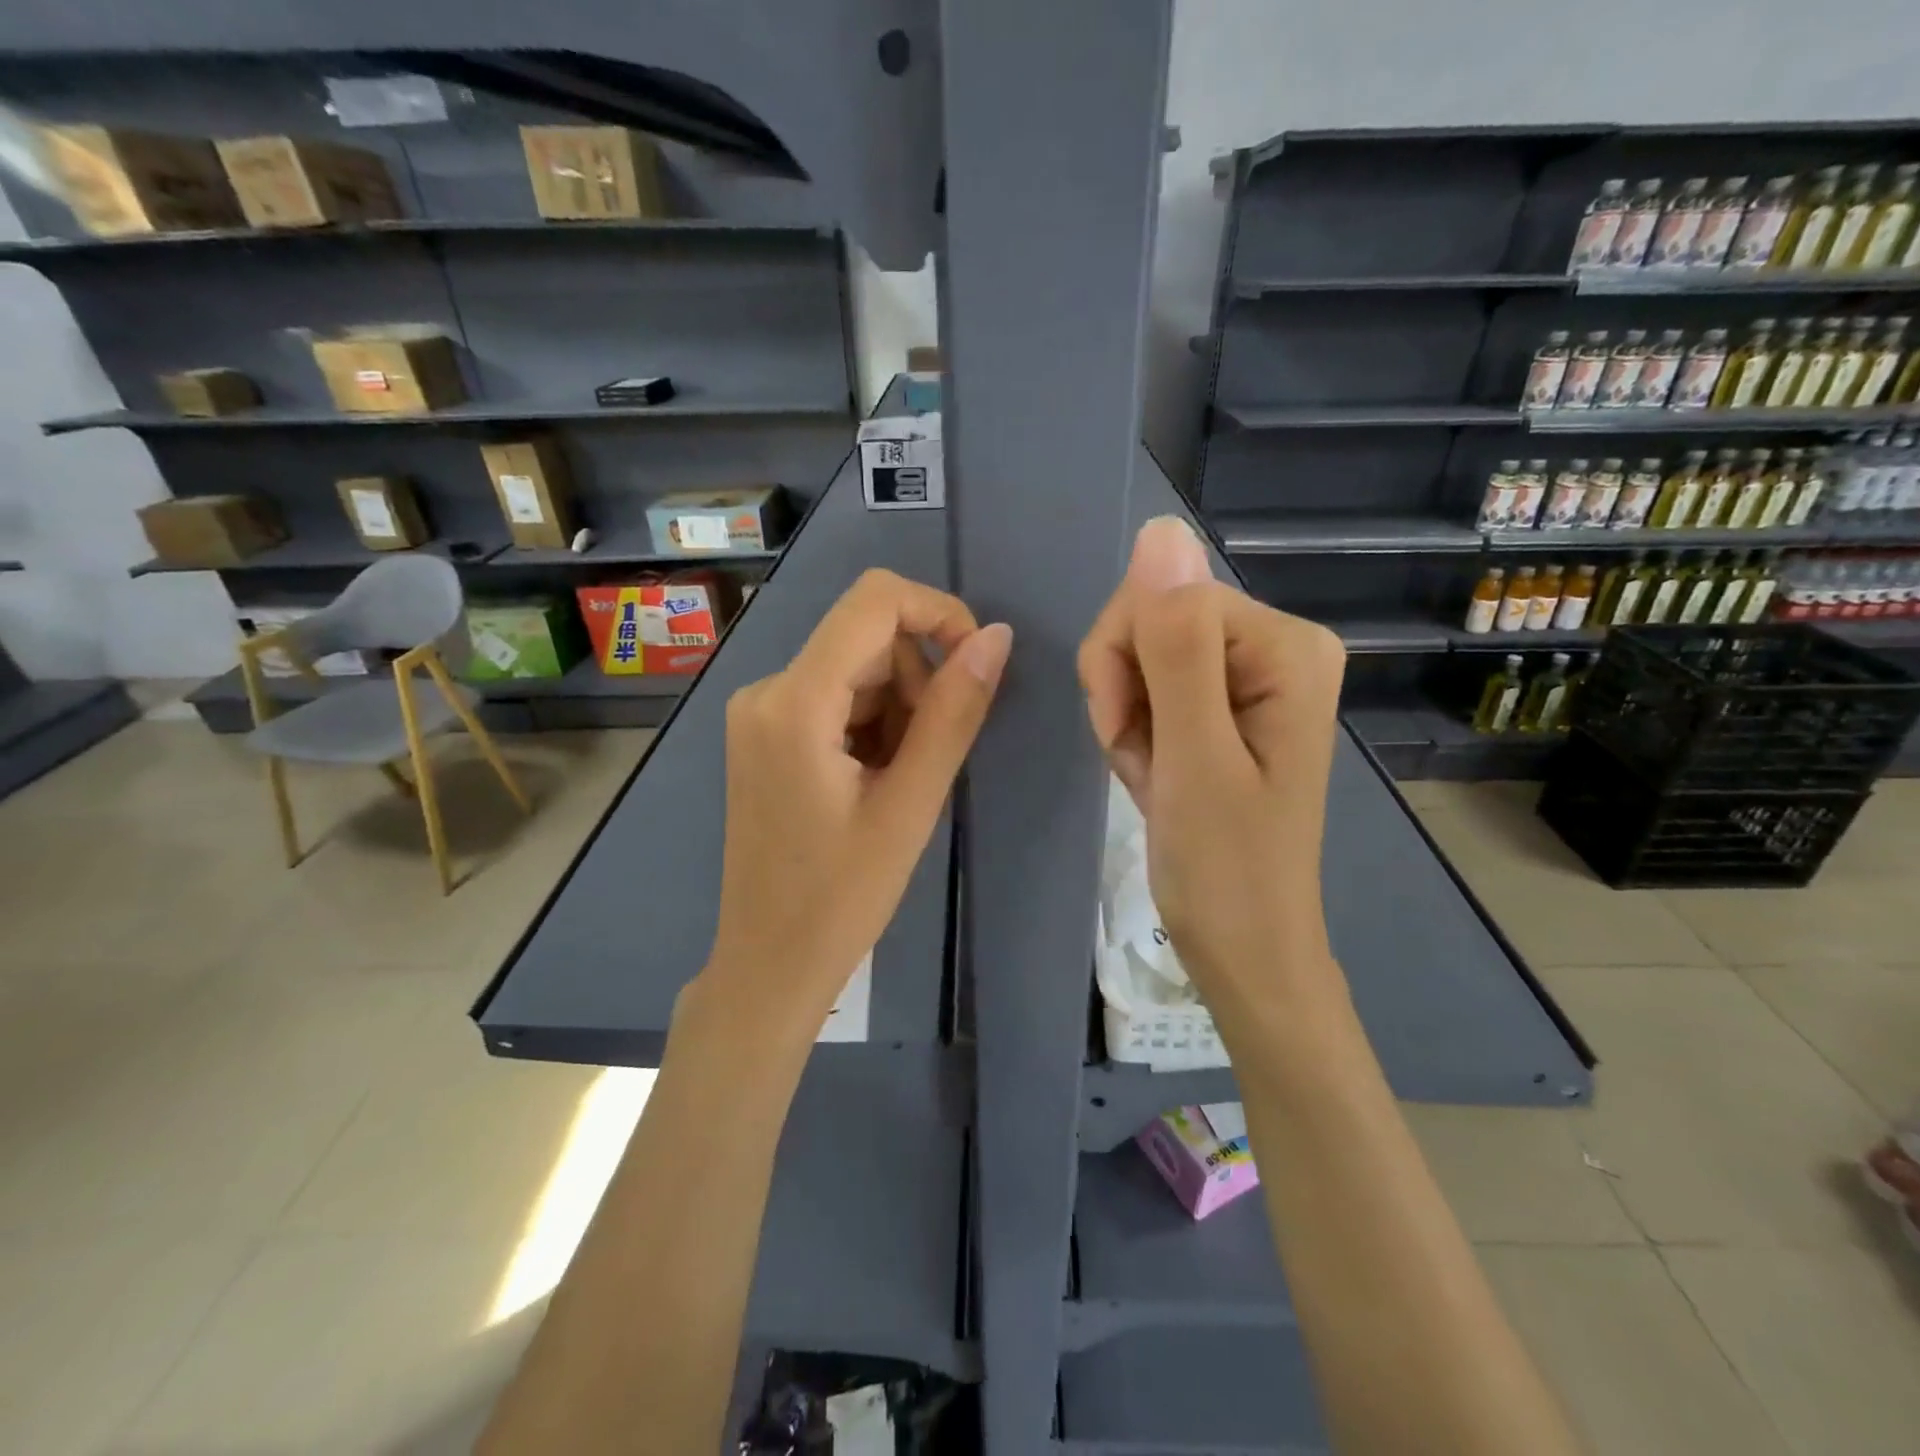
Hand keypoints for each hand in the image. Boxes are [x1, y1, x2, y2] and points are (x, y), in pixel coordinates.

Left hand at [694, 569, 1011, 1045]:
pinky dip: (870, 725)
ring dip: (896, 709)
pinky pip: (833, 698)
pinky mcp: (763, 734)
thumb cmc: (843, 897)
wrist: (771, 963)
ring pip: (855, 670)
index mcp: (794, 701)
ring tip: (899, 782)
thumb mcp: (912, 803)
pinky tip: (872, 783)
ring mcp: (758, 712)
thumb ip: (954, 712)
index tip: (977, 663)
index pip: (874, 601)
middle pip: (867, 639)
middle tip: (928, 759)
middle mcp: (765, 689)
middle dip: (917, 681)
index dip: (938, 612)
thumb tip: (996, 636)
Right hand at [1078, 517, 1345, 1027]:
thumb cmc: (1224, 867)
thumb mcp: (1193, 756)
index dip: (1123, 661)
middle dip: (1125, 691)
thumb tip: (1161, 530)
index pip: (1165, 597)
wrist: (1243, 949)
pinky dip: (1137, 734)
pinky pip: (1153, 688)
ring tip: (1154, 777)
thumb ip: (1176, 645)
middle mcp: (1277, 646)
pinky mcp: (1226, 707)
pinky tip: (1155, 777)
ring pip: (1143, 656)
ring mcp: (1251, 677)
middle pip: (1154, 620)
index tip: (1126, 733)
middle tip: (1145, 760)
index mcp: (1286, 646)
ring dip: (1127, 718)